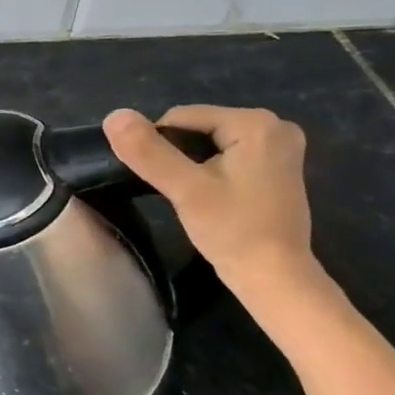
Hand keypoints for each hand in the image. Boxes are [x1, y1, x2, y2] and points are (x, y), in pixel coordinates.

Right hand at [103, 105, 315, 291]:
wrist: (274, 278)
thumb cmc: (233, 231)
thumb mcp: (185, 189)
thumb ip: (149, 152)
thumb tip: (113, 116)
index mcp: (256, 122)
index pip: (181, 117)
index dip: (160, 147)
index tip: (164, 181)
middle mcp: (276, 125)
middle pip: (198, 128)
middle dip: (179, 155)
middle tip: (180, 192)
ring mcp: (281, 147)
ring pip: (210, 143)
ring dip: (192, 165)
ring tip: (194, 197)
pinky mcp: (278, 167)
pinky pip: (228, 155)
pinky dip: (211, 171)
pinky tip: (212, 197)